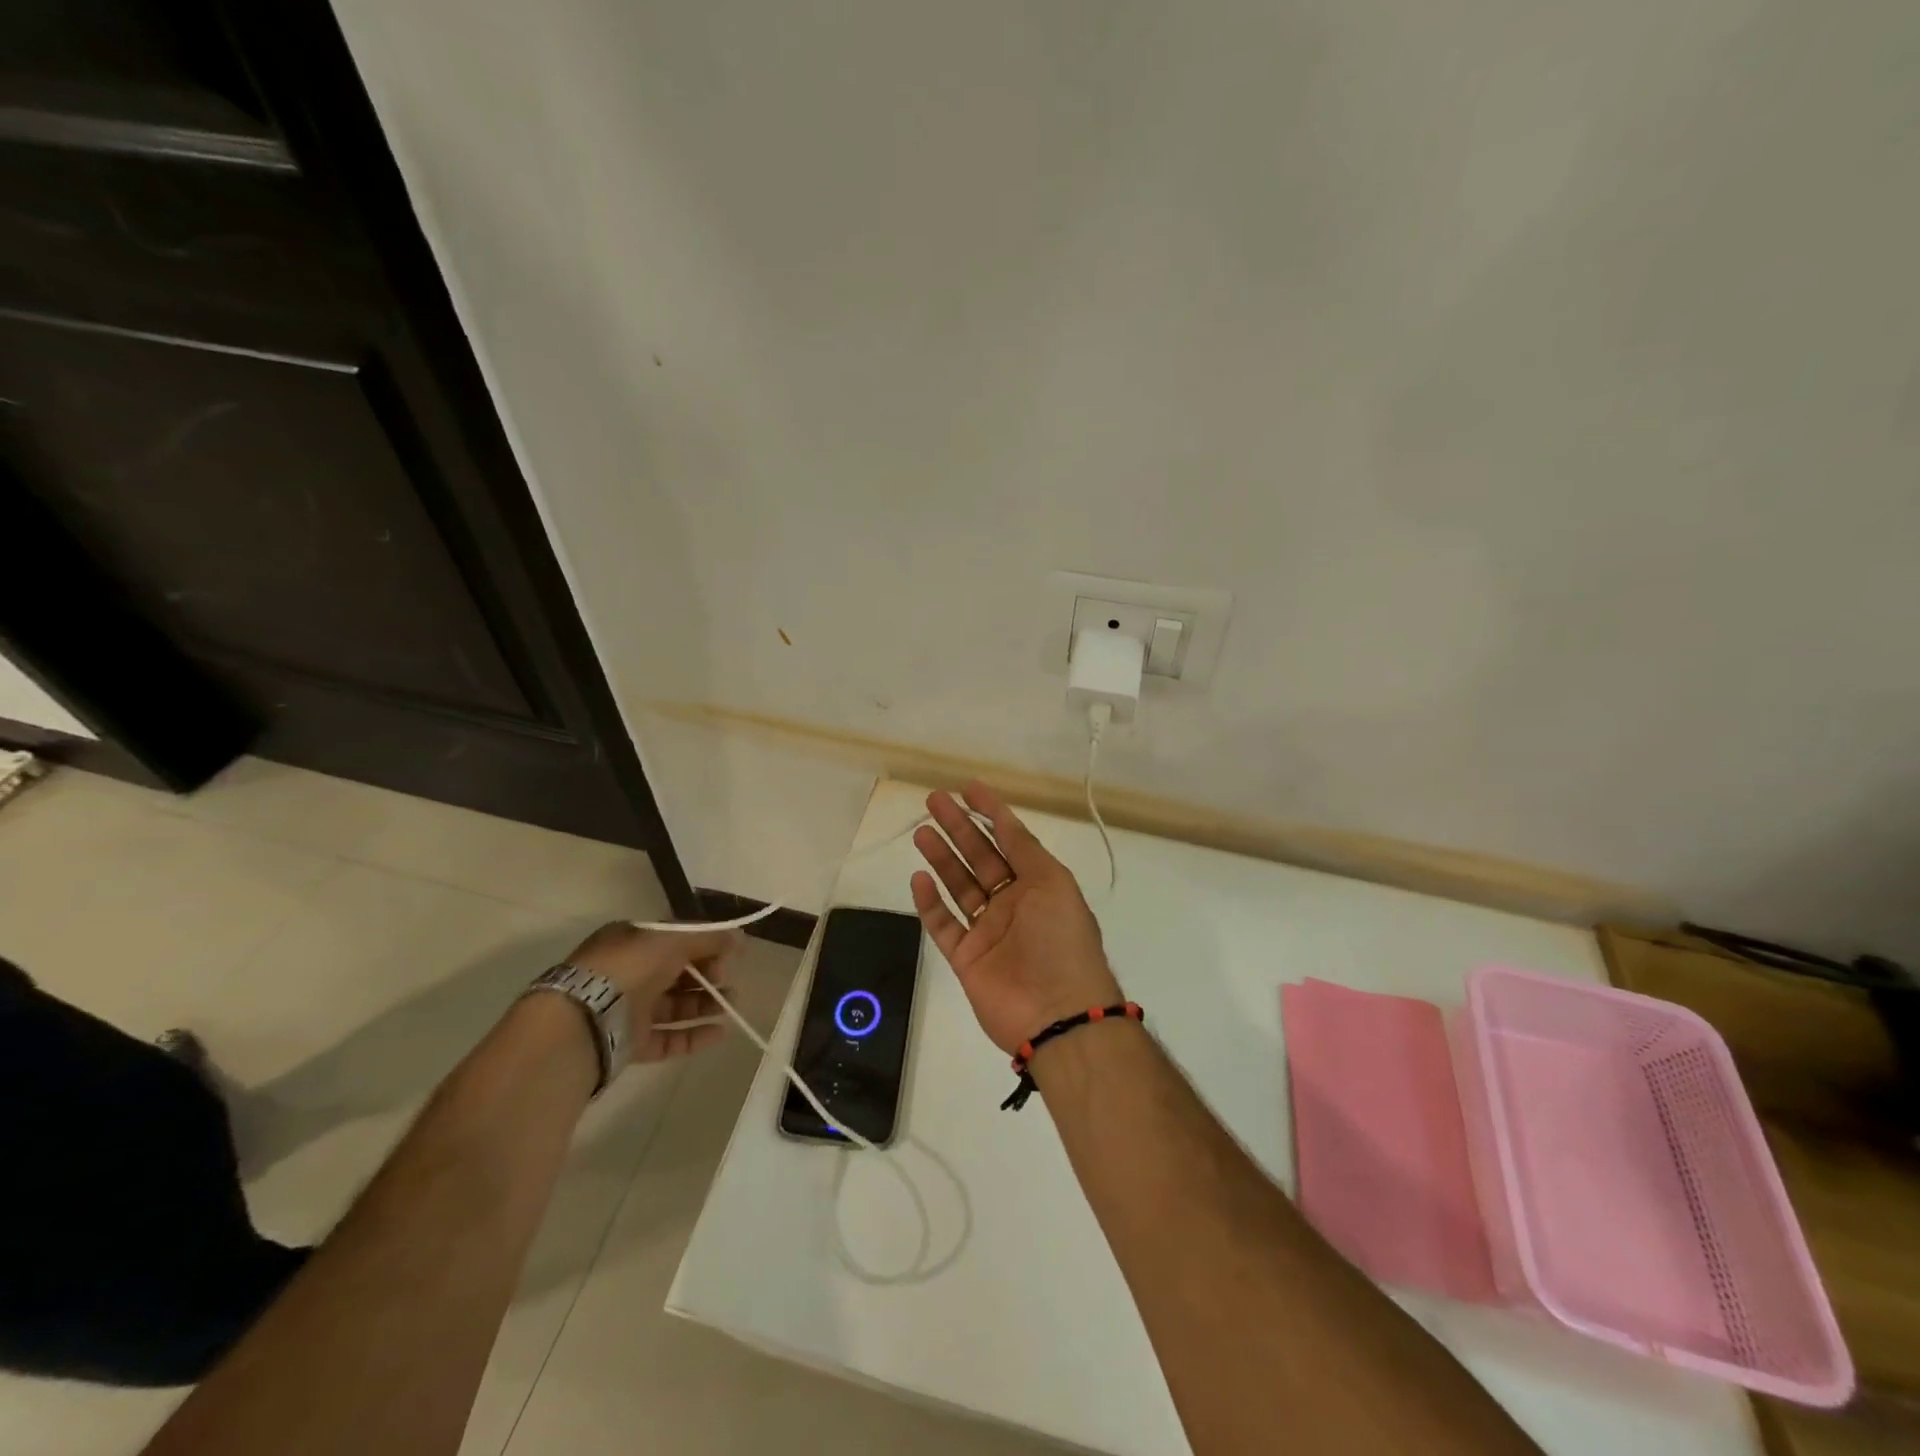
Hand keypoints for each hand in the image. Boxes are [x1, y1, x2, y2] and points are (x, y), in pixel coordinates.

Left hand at [562, 922, 740, 1061]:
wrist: (582, 1022)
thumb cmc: (628, 968)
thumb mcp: (672, 940)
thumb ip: (709, 938)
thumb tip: (740, 938)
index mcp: (633, 940)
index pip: (677, 939)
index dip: (706, 944)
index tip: (731, 953)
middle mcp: (630, 972)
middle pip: (679, 972)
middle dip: (709, 975)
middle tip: (729, 979)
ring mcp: (629, 1009)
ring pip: (675, 1006)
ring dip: (706, 1004)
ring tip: (733, 1005)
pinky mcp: (630, 1043)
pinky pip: (668, 1038)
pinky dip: (694, 1035)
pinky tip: (720, 1033)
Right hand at [910, 781, 1121, 1055]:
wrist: (1058, 1014)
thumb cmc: (1061, 939)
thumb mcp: (1052, 883)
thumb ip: (1025, 850)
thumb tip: (1005, 821)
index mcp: (1039, 884)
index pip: (1011, 839)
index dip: (991, 812)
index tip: (968, 788)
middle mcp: (1013, 903)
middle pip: (980, 857)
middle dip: (959, 827)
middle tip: (933, 800)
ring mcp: (989, 931)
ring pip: (959, 886)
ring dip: (942, 858)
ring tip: (922, 831)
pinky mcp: (966, 958)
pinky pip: (944, 924)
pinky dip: (930, 903)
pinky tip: (918, 878)